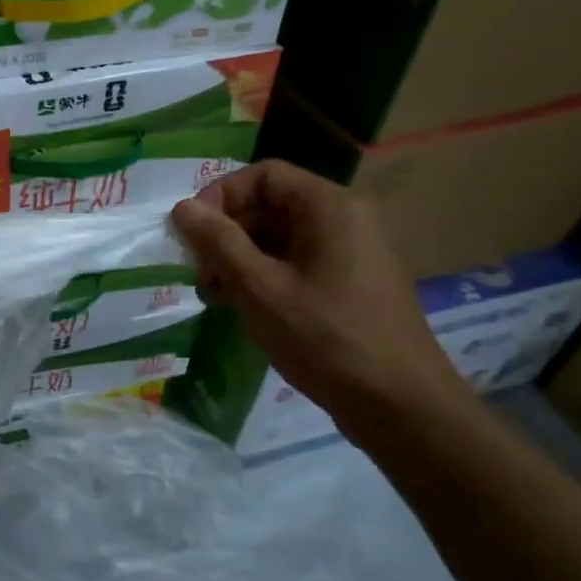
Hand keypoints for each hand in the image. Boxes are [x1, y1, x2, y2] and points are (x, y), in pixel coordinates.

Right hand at [170, 161, 471, 432]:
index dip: (219, 197)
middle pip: (269, 205)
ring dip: (238, 259)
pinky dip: (262, 277)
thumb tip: (181, 207)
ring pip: (278, 238)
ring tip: (214, 295)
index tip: (191, 234)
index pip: (263, 175)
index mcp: (329, 207)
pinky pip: (295, 263)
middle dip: (225, 234)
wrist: (399, 405)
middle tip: (199, 273)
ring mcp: (349, 253)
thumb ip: (218, 242)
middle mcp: (344, 219)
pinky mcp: (348, 284)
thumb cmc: (325, 338)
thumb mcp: (259, 287)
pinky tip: (240, 307)